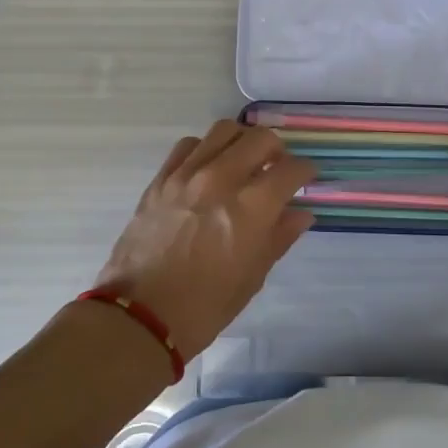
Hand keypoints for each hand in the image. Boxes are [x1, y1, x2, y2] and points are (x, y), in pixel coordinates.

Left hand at [91, 121, 315, 364]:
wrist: (139, 316)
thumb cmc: (204, 306)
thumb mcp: (252, 277)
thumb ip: (279, 237)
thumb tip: (300, 214)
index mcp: (250, 208)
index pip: (290, 170)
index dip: (305, 171)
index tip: (307, 177)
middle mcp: (220, 180)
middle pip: (260, 138)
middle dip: (277, 149)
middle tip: (277, 167)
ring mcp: (186, 175)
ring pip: (223, 131)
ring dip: (242, 141)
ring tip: (244, 160)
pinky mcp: (161, 179)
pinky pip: (188, 145)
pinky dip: (205, 148)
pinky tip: (208, 167)